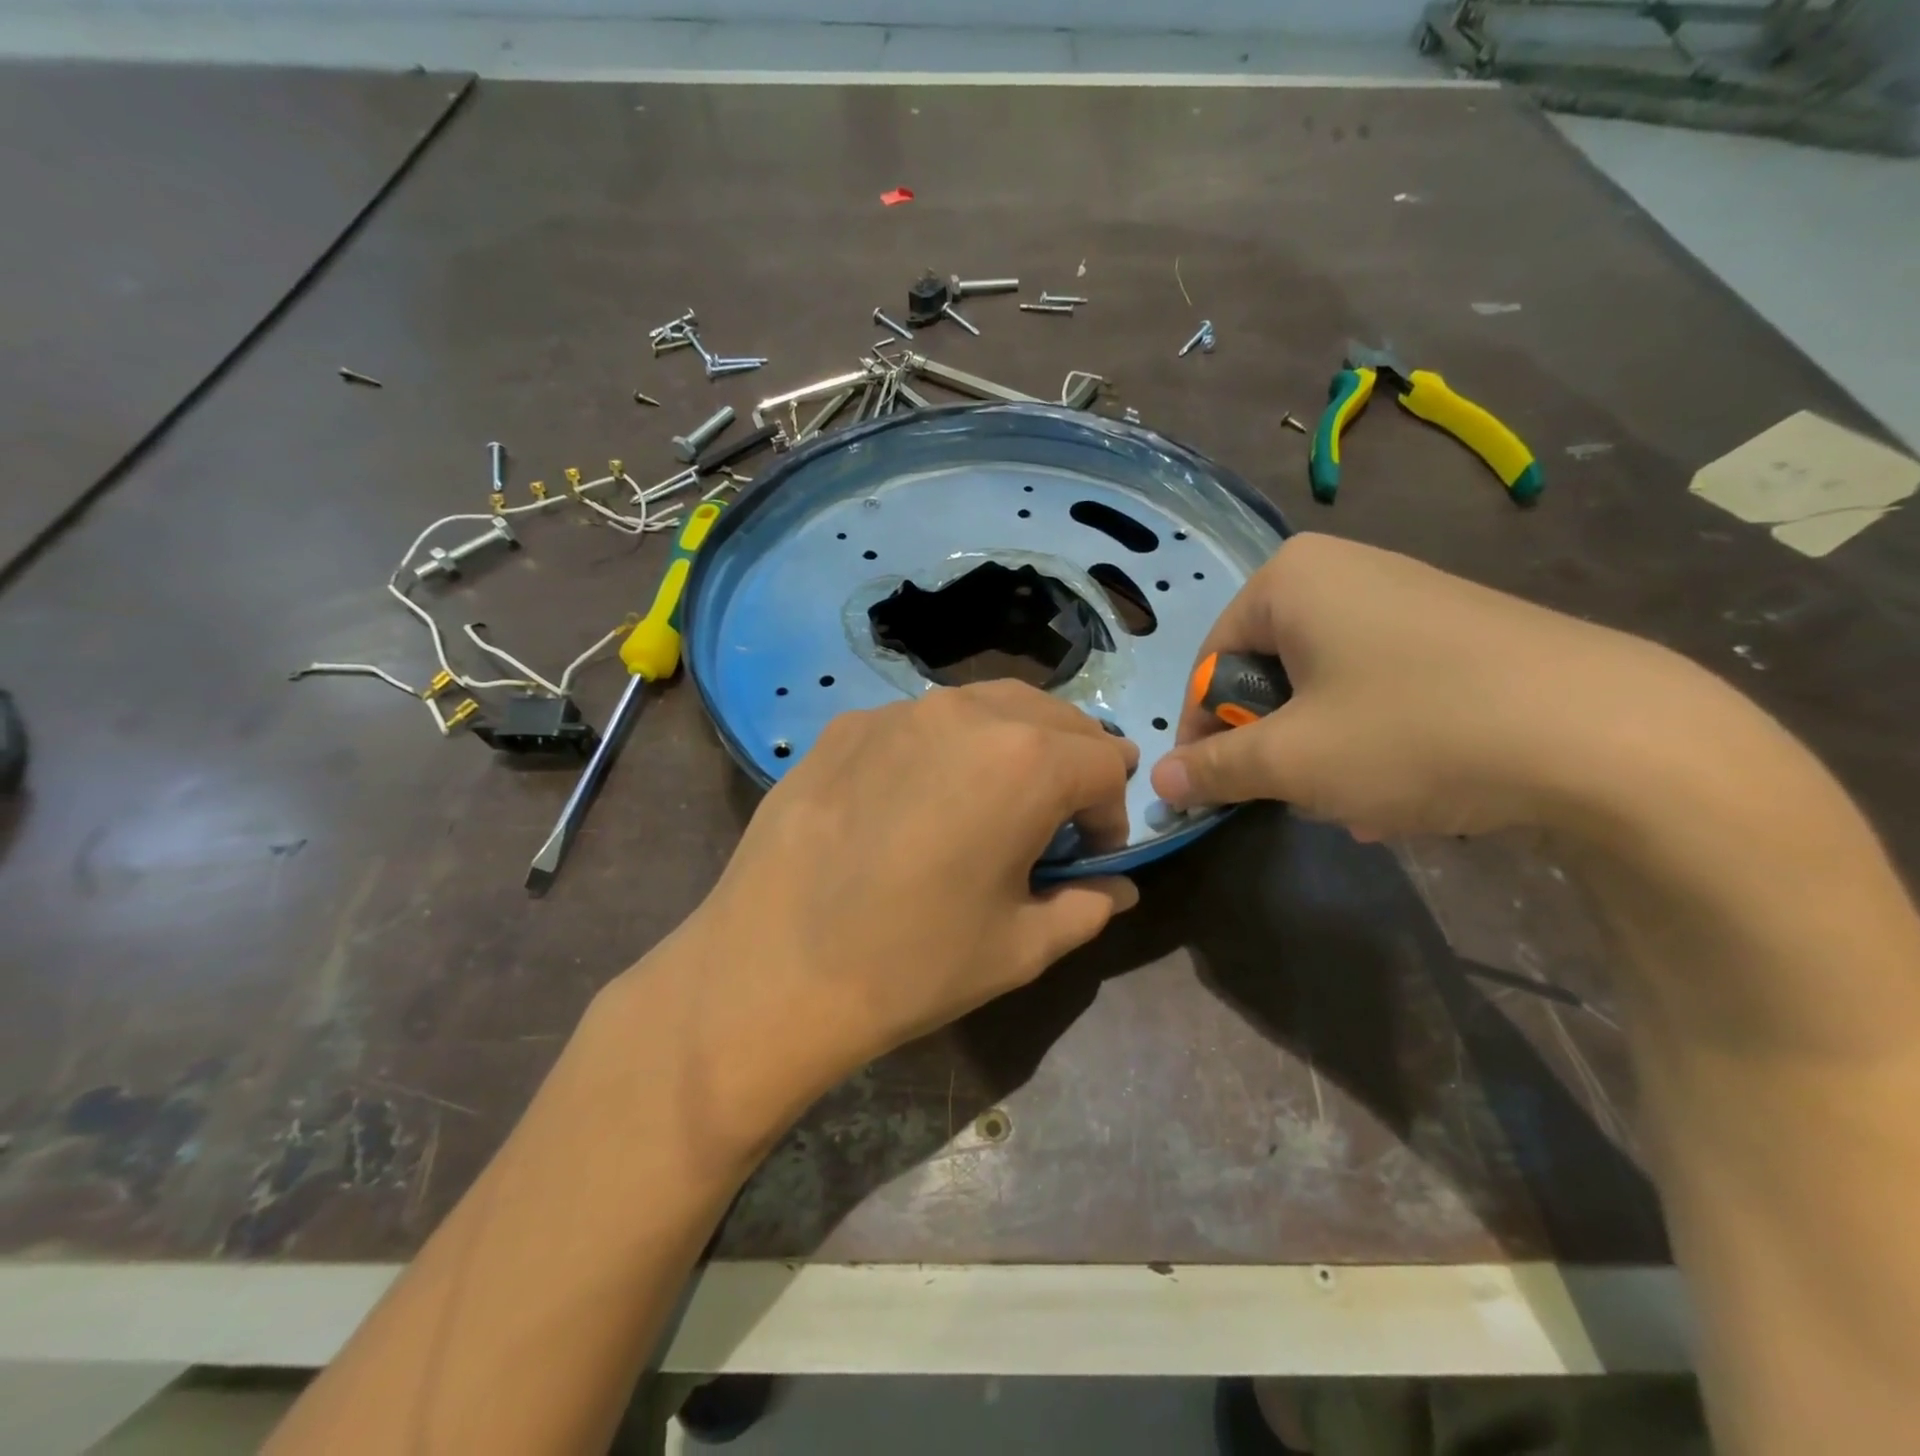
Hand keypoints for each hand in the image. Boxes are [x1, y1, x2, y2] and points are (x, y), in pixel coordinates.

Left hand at [680, 680, 1138, 1094]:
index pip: (1105, 761)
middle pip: (1052, 716)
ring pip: (985, 706)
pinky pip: (919, 722)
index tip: (1087, 856)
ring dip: (1011, 744)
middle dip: (1071, 763)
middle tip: (1051, 820)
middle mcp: (966, 714)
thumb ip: (1086, 907)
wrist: (769, 971)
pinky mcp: (845, 727)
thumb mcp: (1019, 948)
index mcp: (1025, 762)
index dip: (1110, 812)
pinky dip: (944, 748)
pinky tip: (914, 800)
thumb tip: (1117, 887)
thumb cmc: (912, 965)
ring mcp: (897, 712)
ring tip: (991, 800)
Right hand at [1150, 533, 1698, 839]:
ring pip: (1325, 687)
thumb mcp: (1292, 760)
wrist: (1611, 736)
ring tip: (1357, 803)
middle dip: (1274, 744)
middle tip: (1296, 795)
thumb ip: (1213, 768)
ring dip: (1324, 751)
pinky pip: (1381, 686)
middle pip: (1269, 674)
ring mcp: (1406, 597)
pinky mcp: (1458, 631)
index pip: (1210, 663)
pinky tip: (1408, 786)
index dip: (1204, 732)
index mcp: (1289, 579)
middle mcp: (1343, 571)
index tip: (1213, 789)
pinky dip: (1375, 737)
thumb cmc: (1412, 731)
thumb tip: (1158, 781)